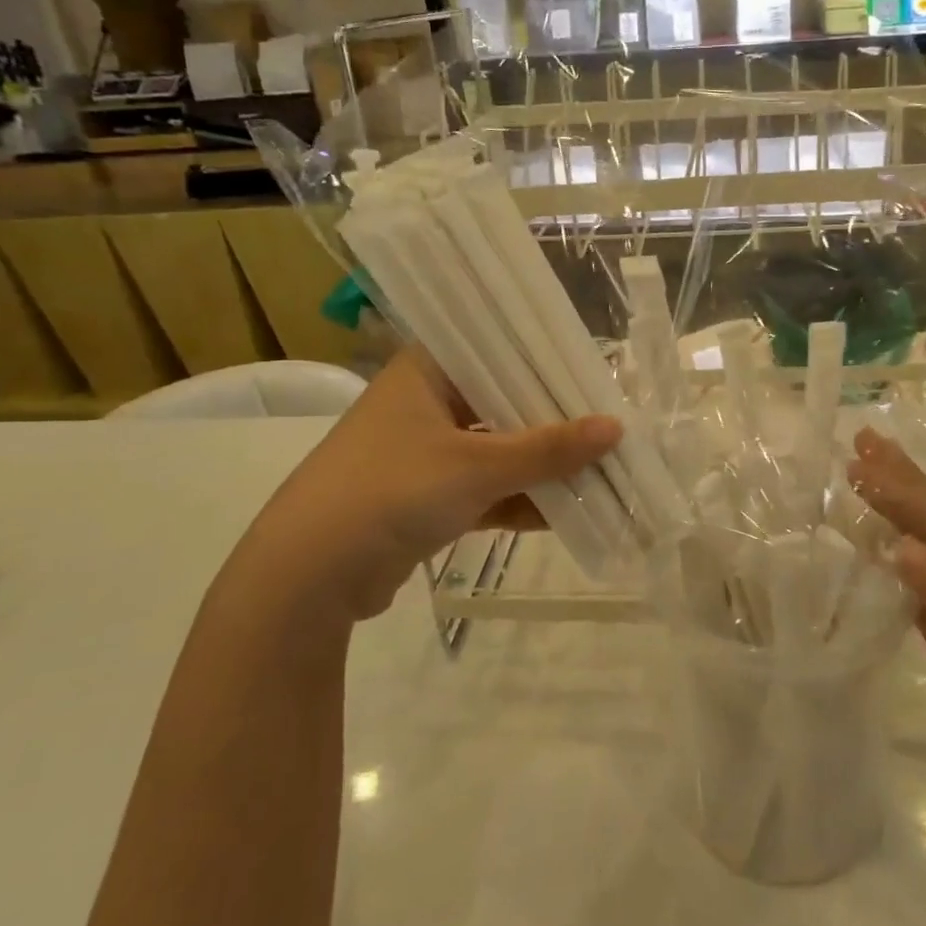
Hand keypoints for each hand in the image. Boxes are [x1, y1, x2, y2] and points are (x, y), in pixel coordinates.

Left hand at [242, 348, 620, 622]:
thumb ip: (549, 449)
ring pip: (498, 451)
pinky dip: (518, 501)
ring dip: (541, 468)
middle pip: (504, 404)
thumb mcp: (477, 466)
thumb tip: (616, 428)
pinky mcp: (426, 499)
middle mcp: (426, 403)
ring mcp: (425, 454)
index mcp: (427, 371)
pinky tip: (565, 514)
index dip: (548, 361)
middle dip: (554, 422)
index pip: (498, 349)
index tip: (596, 372)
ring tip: (600, 473)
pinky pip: (485, 490)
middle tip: (609, 426)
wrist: (309, 575)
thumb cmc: (392, 490)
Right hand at [847, 428, 925, 884]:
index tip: (862, 459)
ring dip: (888, 529)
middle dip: (900, 488)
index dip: (908, 492)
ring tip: (853, 490)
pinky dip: (888, 581)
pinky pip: (917, 607)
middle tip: (860, 445)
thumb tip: (899, 547)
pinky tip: (866, 556)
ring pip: (925, 565)